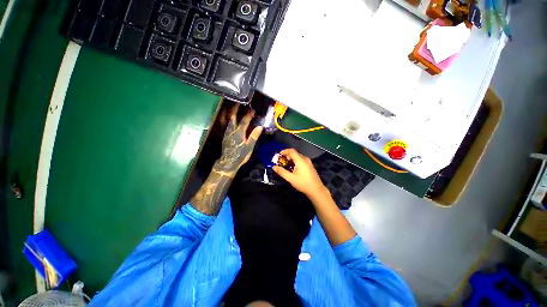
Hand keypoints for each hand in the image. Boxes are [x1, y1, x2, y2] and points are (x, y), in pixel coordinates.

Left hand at [214, 104, 262, 174]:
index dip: (249, 115)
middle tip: (238, 103)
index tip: (253, 110)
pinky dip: (231, 120)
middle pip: (233, 117)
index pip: (244, 121)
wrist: (228, 162)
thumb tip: (260, 127)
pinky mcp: (225, 136)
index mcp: (239, 132)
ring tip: (235, 109)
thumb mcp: (249, 147)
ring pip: (229, 120)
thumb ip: (254, 136)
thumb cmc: (240, 155)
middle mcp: (232, 130)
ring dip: (232, 114)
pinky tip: (232, 121)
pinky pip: (228, 124)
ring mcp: (227, 133)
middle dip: (236, 109)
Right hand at [273, 148, 326, 196]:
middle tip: (281, 160)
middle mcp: (305, 159)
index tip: (279, 155)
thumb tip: (274, 167)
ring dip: (291, 158)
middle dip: (287, 155)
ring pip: (298, 156)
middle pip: (295, 153)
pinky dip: (296, 161)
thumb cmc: (303, 183)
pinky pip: (301, 160)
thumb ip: (282, 172)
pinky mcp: (310, 165)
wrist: (316, 190)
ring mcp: (309, 162)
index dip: (284, 151)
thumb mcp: (290, 178)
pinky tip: (293, 167)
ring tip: (286, 164)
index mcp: (300, 160)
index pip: (291, 151)